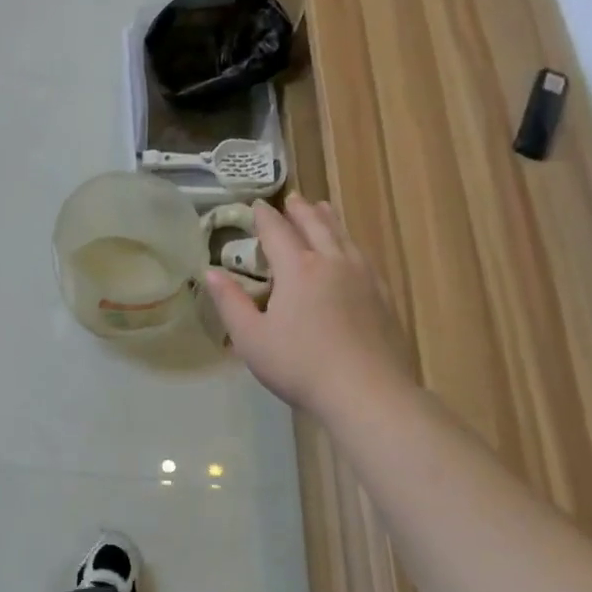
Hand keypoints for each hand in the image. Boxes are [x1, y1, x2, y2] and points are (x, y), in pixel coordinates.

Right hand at [207, 195, 412, 417]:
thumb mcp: (251, 338)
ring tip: (322, 209)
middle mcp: (331, 262)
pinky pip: (363, 256)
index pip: (277, 231)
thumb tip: (209, 272)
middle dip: (300, 211)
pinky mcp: (382, 295)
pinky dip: (350, 243)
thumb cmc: (300, 365)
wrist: (367, 392)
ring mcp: (362, 277)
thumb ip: (230, 302)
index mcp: (297, 269)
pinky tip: (352, 251)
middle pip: (315, 225)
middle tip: (292, 199)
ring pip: (343, 237)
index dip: (264, 217)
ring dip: (329, 219)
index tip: (256, 205)